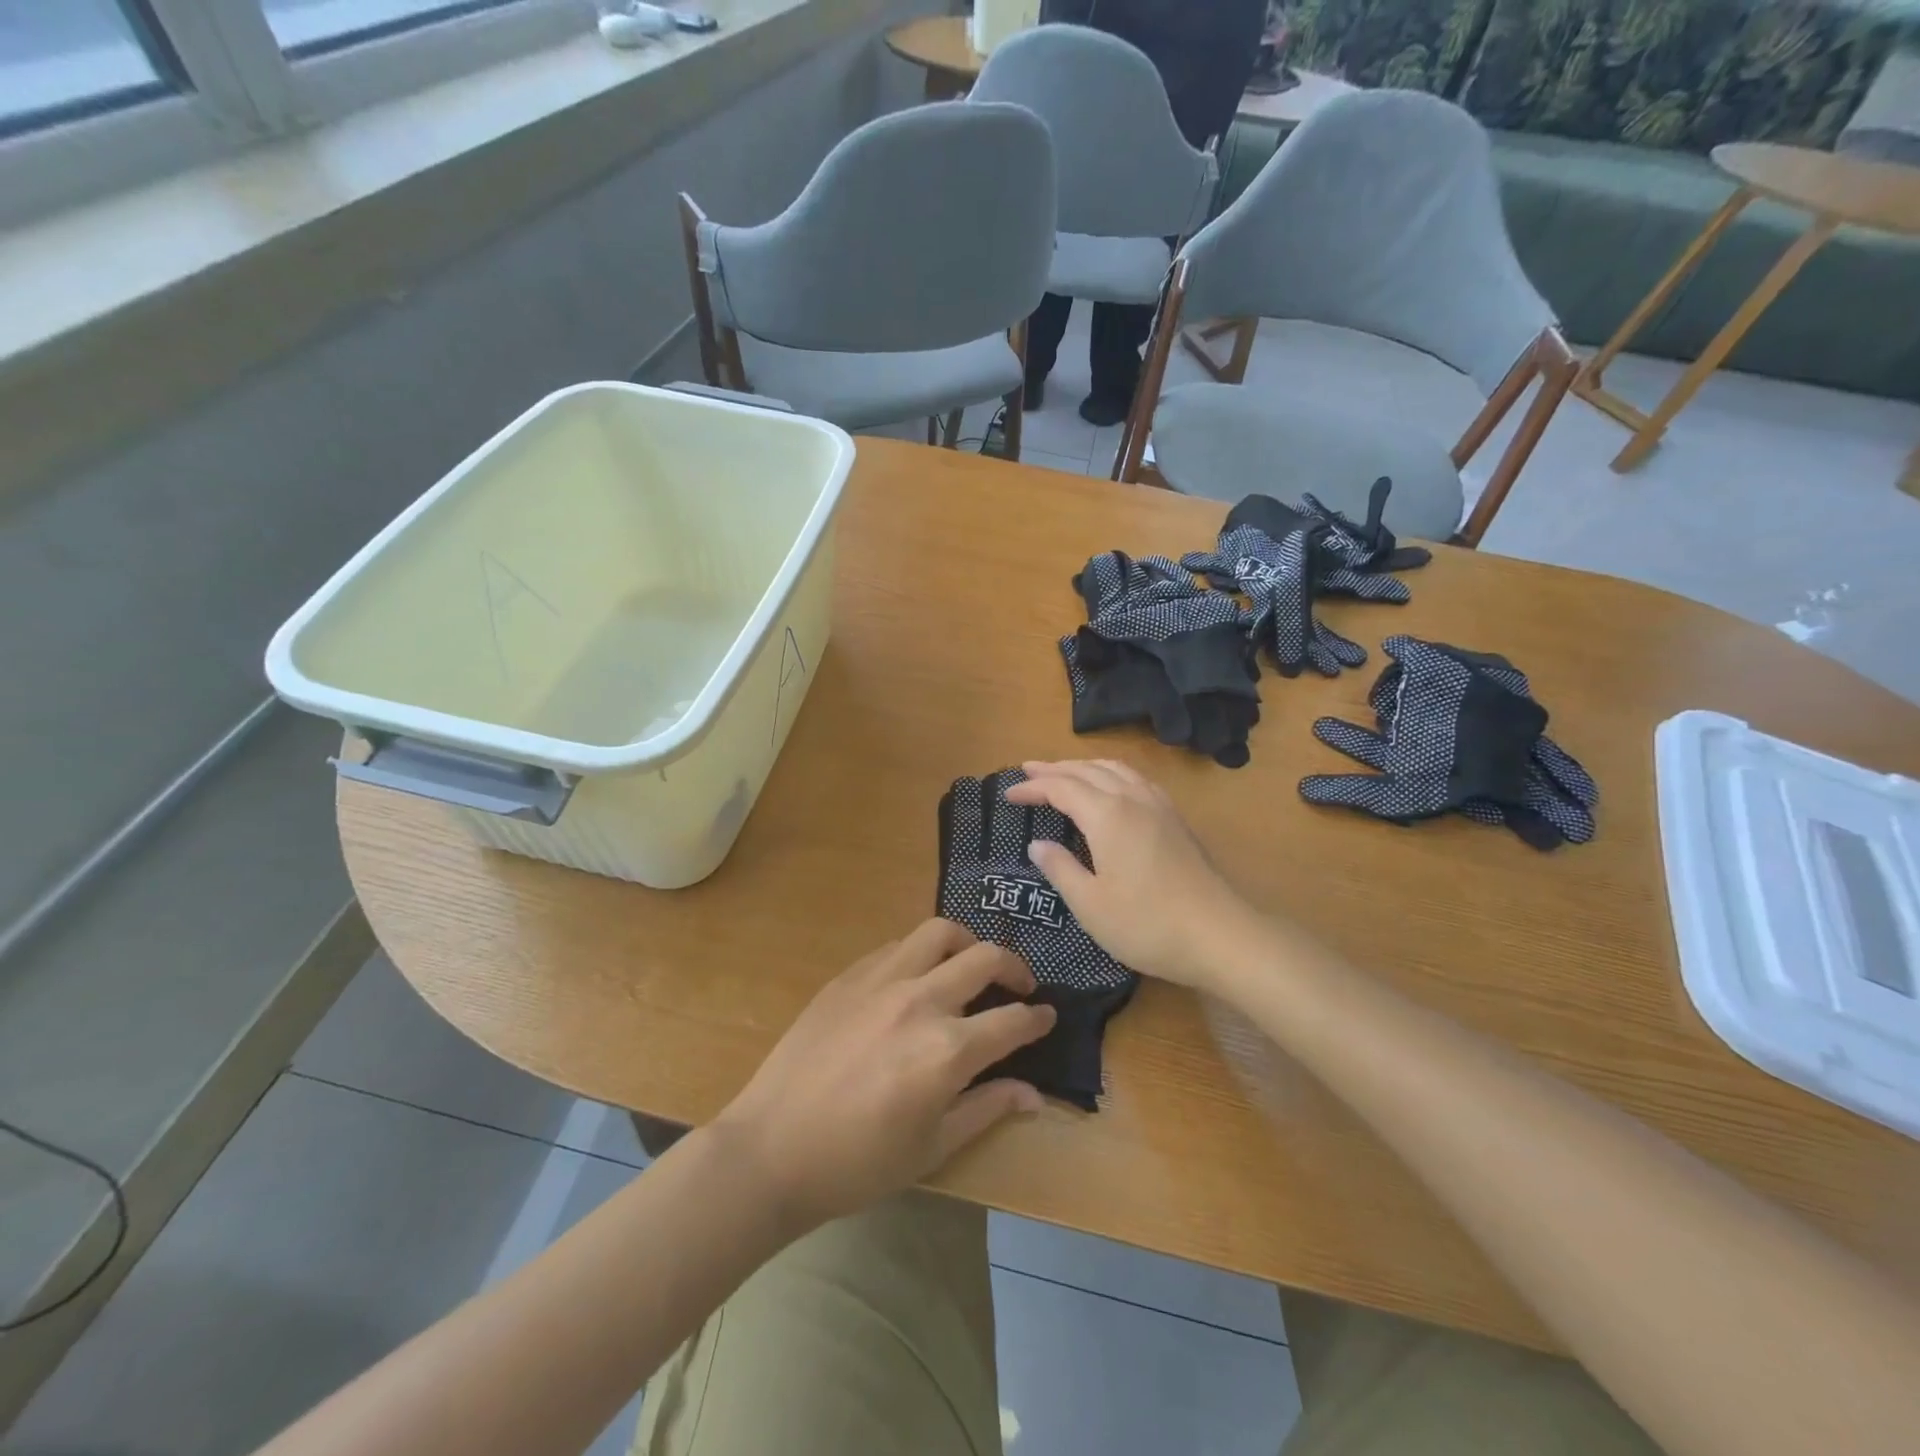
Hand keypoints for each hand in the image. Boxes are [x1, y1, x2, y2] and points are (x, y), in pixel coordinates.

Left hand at [712, 919, 1054, 1230]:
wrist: (771, 1149)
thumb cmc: (856, 1163)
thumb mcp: (932, 1148)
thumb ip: (987, 1108)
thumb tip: (1033, 1093)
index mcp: (947, 1050)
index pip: (1012, 1021)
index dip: (1037, 1018)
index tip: (1047, 1017)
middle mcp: (920, 1001)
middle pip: (985, 958)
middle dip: (1014, 968)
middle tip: (1020, 986)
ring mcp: (881, 980)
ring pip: (939, 933)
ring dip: (967, 943)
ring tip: (971, 965)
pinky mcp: (849, 975)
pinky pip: (898, 946)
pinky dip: (922, 953)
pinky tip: (918, 978)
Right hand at [1006, 760, 1255, 990]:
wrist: (1220, 935)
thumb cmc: (1147, 924)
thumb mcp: (1090, 905)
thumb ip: (1060, 869)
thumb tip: (1037, 845)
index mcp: (1107, 815)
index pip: (1061, 788)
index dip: (1032, 788)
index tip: (1007, 795)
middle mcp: (1133, 799)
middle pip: (1087, 770)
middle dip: (1054, 768)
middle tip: (1028, 771)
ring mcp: (1159, 806)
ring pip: (1115, 769)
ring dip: (1084, 766)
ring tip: (1064, 772)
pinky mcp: (1175, 819)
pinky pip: (1136, 779)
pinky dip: (1111, 774)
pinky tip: (1111, 787)